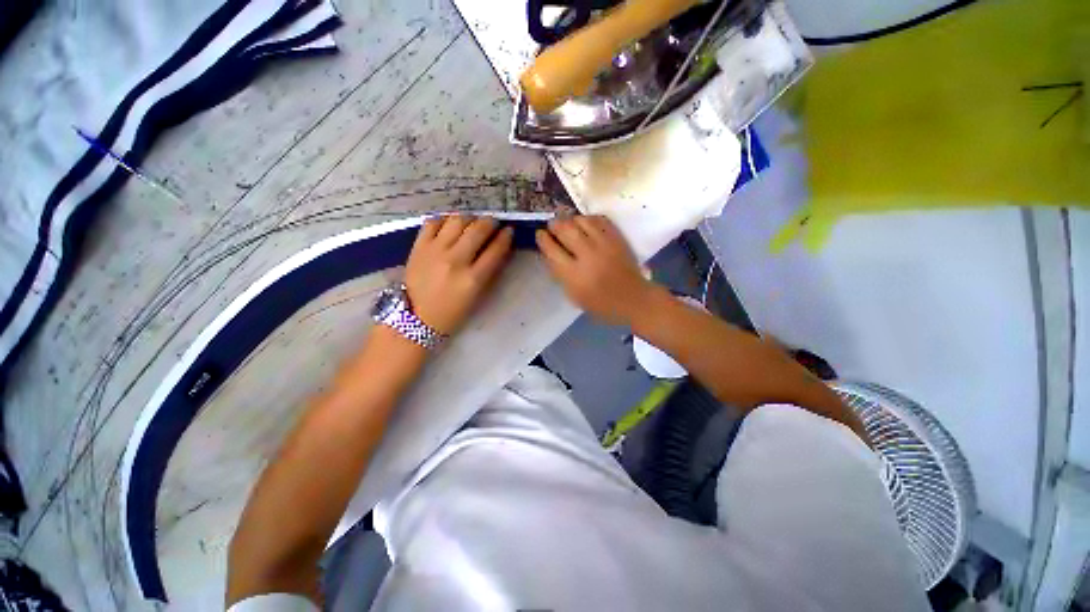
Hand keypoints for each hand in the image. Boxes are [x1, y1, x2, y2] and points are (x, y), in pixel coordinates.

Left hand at [405, 215, 513, 333]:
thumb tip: (499, 247)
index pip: (495, 250)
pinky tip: (449, 225)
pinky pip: (433, 222)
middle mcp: (455, 261)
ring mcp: (435, 251)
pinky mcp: (419, 246)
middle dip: (490, 222)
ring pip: (457, 220)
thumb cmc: (453, 310)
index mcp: (473, 279)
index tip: (509, 231)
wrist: (416, 317)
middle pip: (478, 230)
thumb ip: (489, 271)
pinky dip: (445, 220)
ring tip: (471, 223)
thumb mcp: (477, 295)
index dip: (506, 237)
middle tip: (492, 222)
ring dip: (469, 218)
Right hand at [536, 215, 658, 325]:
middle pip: (565, 229)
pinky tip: (586, 224)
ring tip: (569, 224)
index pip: (552, 249)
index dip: (543, 238)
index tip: (540, 234)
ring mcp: (604, 244)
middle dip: (555, 225)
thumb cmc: (601, 303)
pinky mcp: (617, 238)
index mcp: (574, 274)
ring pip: (581, 220)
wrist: (633, 299)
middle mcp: (587, 255)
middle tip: (552, 226)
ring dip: (571, 220)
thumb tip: (550, 253)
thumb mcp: (574, 295)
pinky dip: (589, 219)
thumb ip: (560, 274)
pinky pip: (599, 219)